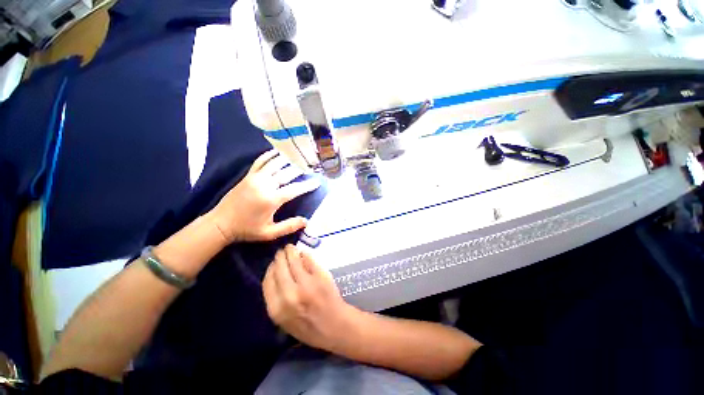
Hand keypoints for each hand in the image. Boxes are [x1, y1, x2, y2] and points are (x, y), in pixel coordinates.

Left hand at [208, 150, 320, 242]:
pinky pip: (260, 161)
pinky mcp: (248, 176)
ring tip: (299, 156)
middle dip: (301, 169)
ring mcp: (255, 178)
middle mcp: (264, 185)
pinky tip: (277, 151)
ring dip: (288, 159)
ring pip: (275, 164)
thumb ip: (289, 226)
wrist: (220, 224)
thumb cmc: (247, 229)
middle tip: (311, 166)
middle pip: (287, 173)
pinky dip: (269, 155)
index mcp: (271, 199)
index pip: (295, 189)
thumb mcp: (269, 233)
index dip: (307, 185)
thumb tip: (306, 221)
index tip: (317, 182)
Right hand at [263, 245, 358, 351]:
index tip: (273, 263)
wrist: (334, 326)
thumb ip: (276, 298)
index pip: (268, 280)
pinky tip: (303, 253)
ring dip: (291, 251)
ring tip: (290, 248)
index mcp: (277, 308)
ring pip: (294, 260)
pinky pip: (309, 259)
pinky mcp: (320, 275)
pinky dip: (304, 254)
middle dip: (280, 257)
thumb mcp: (284, 320)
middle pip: (279, 267)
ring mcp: (306, 283)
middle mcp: (289, 294)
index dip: (270, 268)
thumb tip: (275, 273)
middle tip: (282, 252)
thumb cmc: (308, 327)